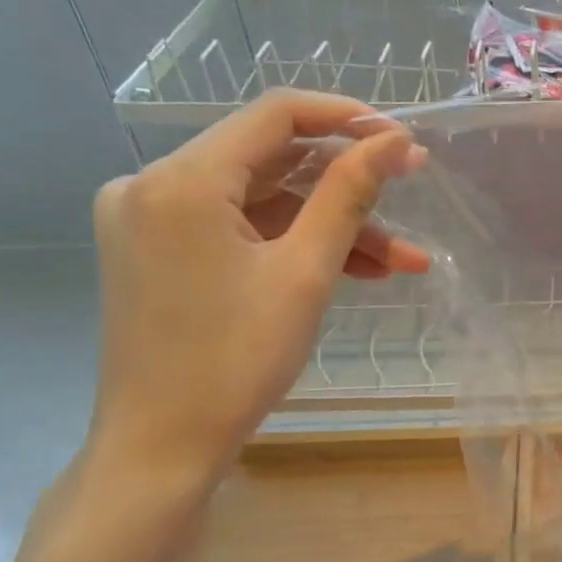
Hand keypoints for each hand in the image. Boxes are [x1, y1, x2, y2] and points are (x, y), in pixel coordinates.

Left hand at [86, 90, 428, 492]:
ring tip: (401, 261)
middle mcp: (153, 184)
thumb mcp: (306, 272)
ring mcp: (151, 219)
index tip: (402, 140)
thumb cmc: (236, 360)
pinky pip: (239, 228)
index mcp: (182, 180)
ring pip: (262, 200)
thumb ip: (350, 194)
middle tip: (411, 193)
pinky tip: (354, 270)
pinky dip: (293, 244)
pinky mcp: (158, 251)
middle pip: (271, 160)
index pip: (276, 115)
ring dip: (331, 225)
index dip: (347, 118)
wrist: (161, 446)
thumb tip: (395, 140)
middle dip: (348, 185)